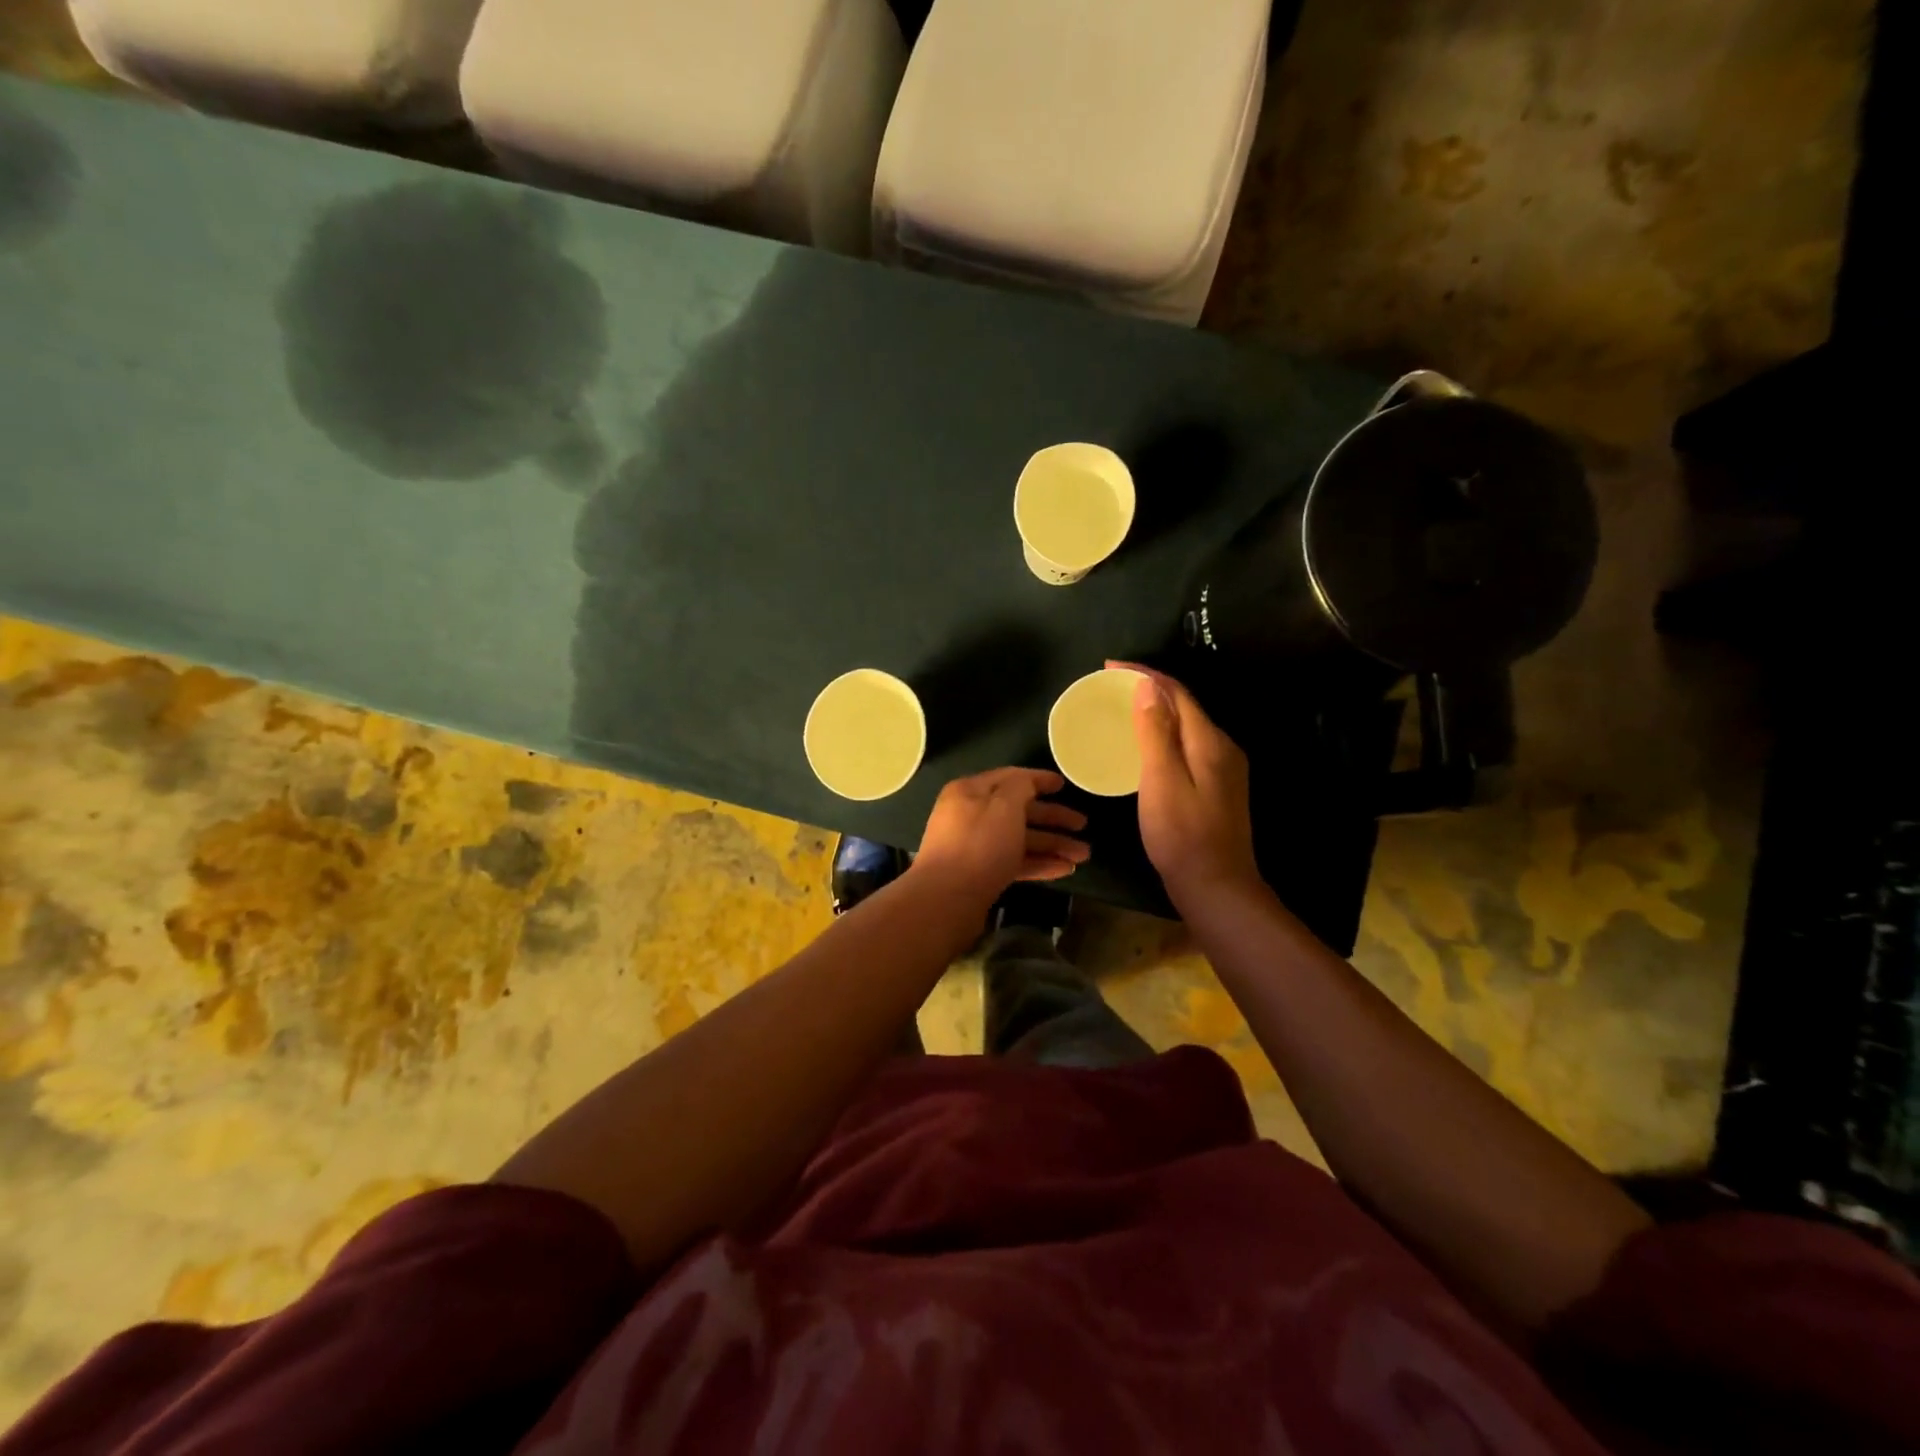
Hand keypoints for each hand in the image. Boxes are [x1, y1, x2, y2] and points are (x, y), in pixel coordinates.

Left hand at [911, 767, 1089, 903]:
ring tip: (1083, 856)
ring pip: (1019, 839)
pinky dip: (1038, 863)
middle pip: (1018, 811)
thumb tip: (1028, 782)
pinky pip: (1013, 862)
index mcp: (971, 791)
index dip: (1039, 780)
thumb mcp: (1004, 805)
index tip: (1065, 785)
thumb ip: (1021, 787)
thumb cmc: (979, 844)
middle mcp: (970, 815)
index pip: (1011, 778)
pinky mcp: (979, 874)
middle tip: (1084, 826)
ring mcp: (974, 846)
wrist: (946, 900)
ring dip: (1052, 845)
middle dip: (1053, 818)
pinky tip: (1064, 870)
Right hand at [1109, 661, 1260, 907]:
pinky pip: (1187, 745)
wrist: (1216, 886)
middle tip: (1111, 687)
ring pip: (1186, 725)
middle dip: (1149, 688)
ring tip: (1123, 709)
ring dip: (1156, 710)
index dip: (1144, 674)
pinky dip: (1163, 734)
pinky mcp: (1217, 786)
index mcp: (1209, 741)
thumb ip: (1156, 732)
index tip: (1109, 667)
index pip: (1176, 692)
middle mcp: (1222, 747)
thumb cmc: (1182, 836)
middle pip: (1185, 705)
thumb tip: (1148, 687)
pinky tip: (1145, 745)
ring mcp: (1223, 768)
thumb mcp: (1162, 781)